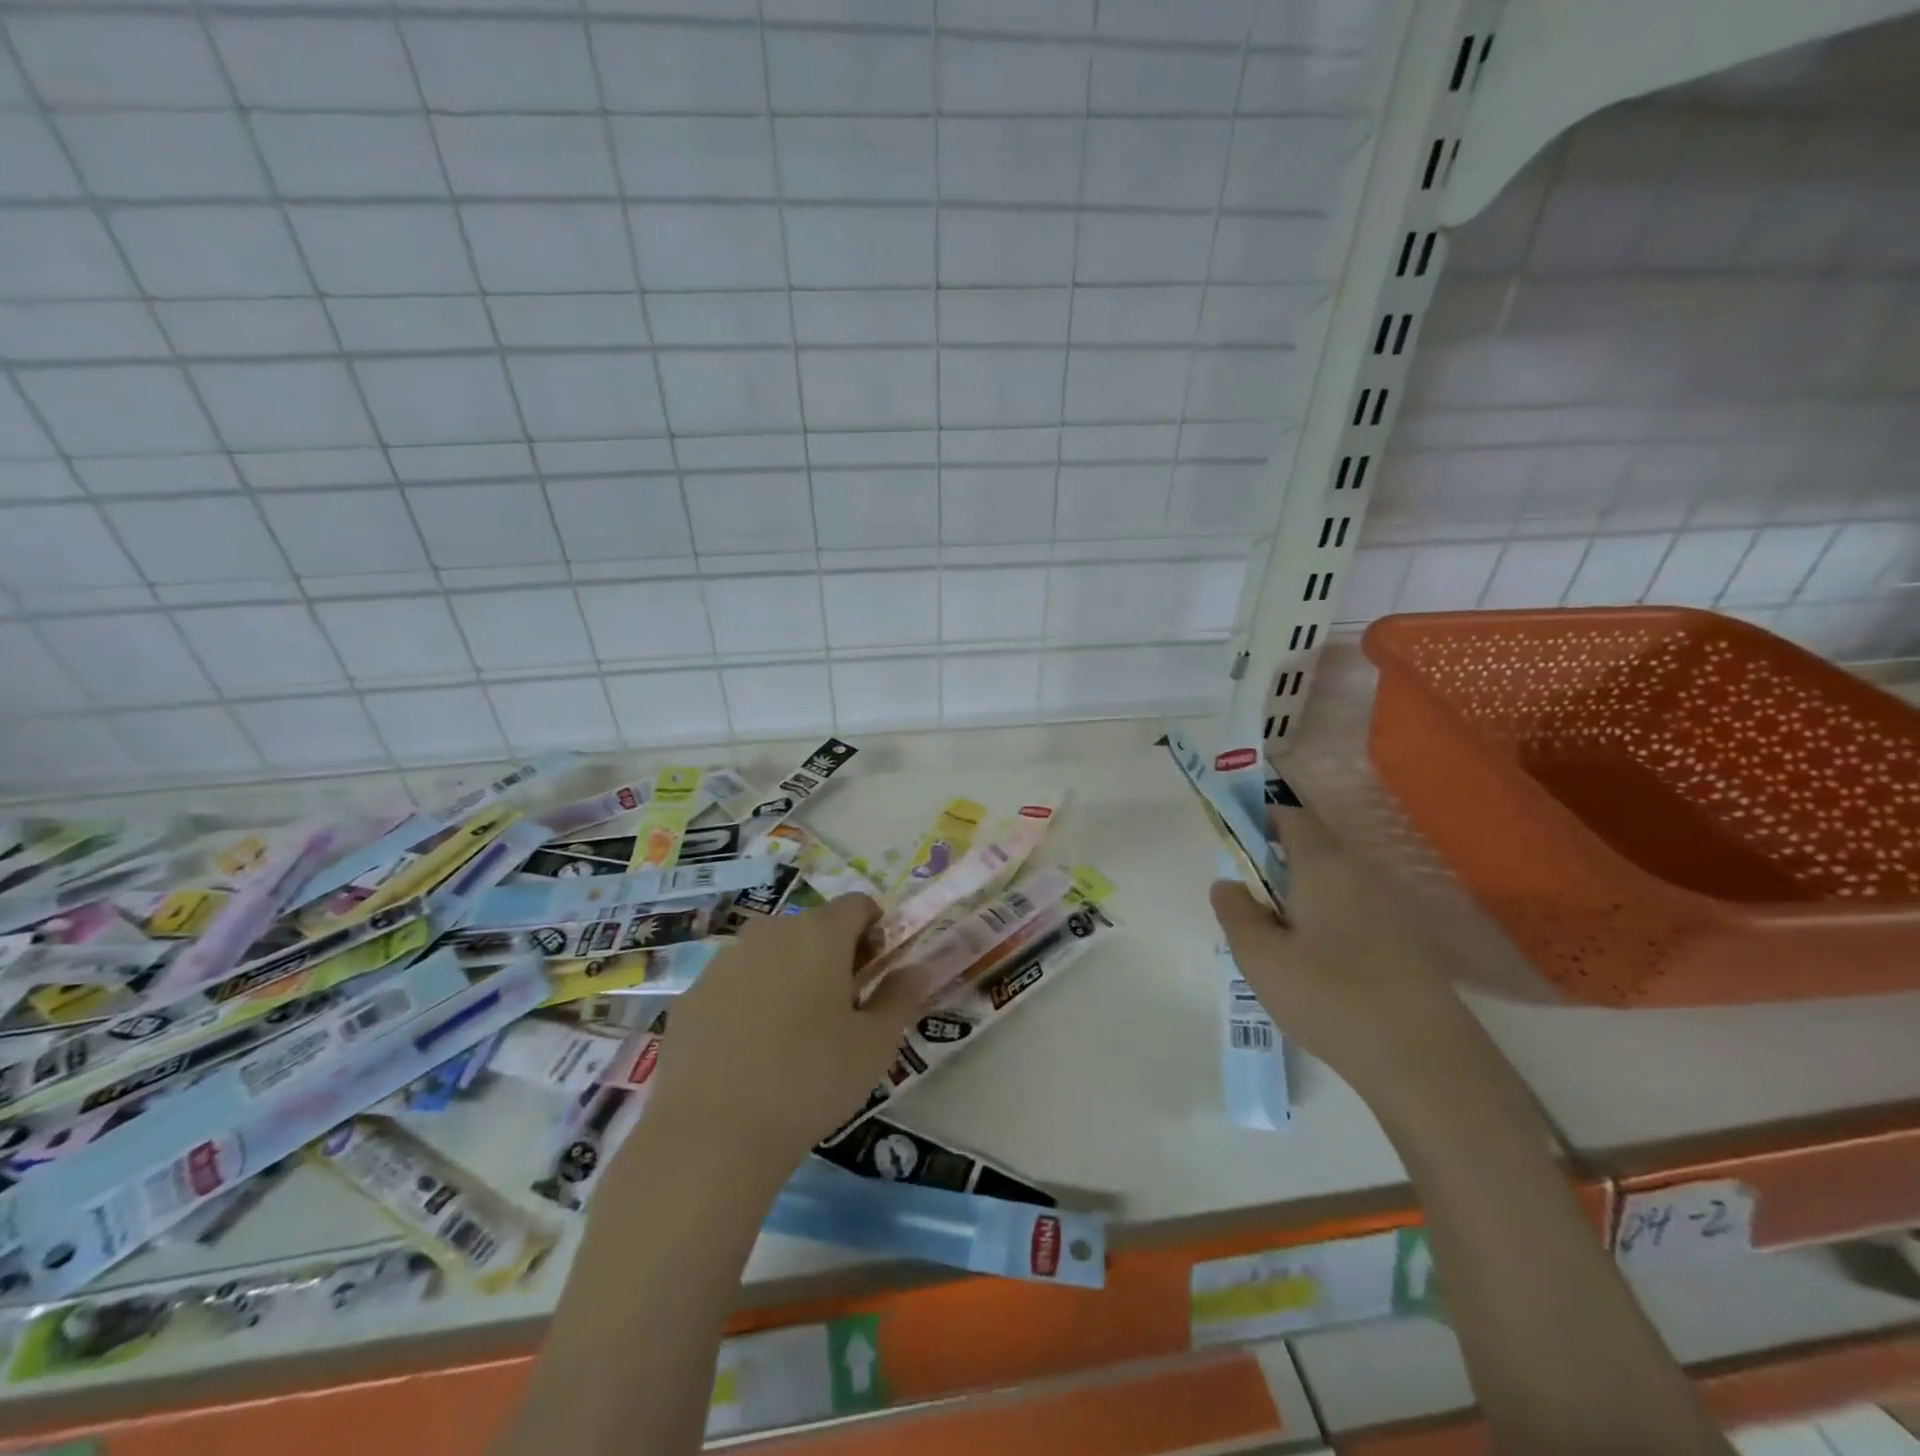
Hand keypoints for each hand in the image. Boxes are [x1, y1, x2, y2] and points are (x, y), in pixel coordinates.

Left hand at [643, 894, 920, 1171]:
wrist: (710, 1134)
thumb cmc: (810, 1080)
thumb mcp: (875, 1045)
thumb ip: (901, 998)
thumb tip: (916, 970)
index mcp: (820, 933)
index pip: (858, 904)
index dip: (874, 932)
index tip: (874, 974)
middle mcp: (770, 932)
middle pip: (813, 927)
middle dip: (832, 956)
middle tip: (839, 1011)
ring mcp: (724, 961)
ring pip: (771, 954)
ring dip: (790, 977)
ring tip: (791, 1037)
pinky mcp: (692, 995)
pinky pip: (734, 984)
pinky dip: (750, 1002)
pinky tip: (749, 1054)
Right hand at [1210, 802, 1470, 1100]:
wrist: (1424, 1061)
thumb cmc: (1329, 995)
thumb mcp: (1259, 956)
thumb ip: (1235, 912)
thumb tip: (1228, 884)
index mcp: (1323, 865)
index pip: (1291, 816)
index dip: (1259, 818)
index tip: (1234, 842)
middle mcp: (1361, 875)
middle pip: (1313, 849)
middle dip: (1275, 863)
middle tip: (1247, 904)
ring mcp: (1390, 909)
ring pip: (1332, 884)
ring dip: (1299, 897)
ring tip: (1275, 941)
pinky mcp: (1405, 943)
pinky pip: (1353, 912)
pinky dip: (1325, 922)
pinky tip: (1315, 966)